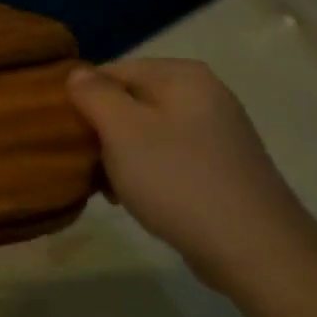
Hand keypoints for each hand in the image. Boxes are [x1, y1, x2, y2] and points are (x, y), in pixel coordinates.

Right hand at [66, 59, 316, 290]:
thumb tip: (77, 72)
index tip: (65, 132)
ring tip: (106, 187)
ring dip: (119, 156)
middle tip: (82, 163)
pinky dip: (145, 173)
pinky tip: (134, 199)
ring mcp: (216, 132)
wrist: (251, 246)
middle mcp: (204, 95)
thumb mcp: (123, 131)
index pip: (113, 70)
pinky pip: (168, 158)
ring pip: (146, 133)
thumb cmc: (177, 179)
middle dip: (101, 130)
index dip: (83, 97)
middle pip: (131, 101)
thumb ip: (95, 94)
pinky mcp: (220, 167)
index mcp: (182, 76)